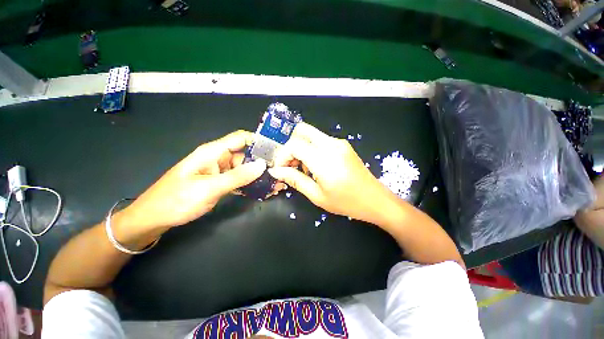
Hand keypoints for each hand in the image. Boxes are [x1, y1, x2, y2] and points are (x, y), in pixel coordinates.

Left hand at [115, 130, 266, 231]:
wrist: (155, 218)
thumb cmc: (176, 200)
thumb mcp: (208, 188)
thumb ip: (237, 176)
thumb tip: (262, 165)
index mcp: (213, 152)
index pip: (241, 138)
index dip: (259, 140)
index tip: (276, 150)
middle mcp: (219, 159)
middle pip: (246, 155)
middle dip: (263, 162)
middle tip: (280, 172)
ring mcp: (221, 172)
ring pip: (245, 169)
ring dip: (259, 176)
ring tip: (276, 183)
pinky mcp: (221, 183)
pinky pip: (240, 180)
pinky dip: (251, 185)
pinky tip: (262, 191)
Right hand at [269, 123, 399, 224]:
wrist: (375, 200)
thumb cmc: (346, 202)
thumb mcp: (317, 195)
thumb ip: (294, 180)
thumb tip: (275, 171)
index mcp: (324, 159)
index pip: (294, 145)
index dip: (282, 155)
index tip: (281, 169)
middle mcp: (331, 144)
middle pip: (301, 130)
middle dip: (291, 146)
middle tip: (291, 165)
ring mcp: (339, 142)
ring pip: (311, 135)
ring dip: (301, 148)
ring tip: (304, 170)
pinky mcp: (343, 145)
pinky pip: (320, 140)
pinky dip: (312, 149)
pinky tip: (316, 167)